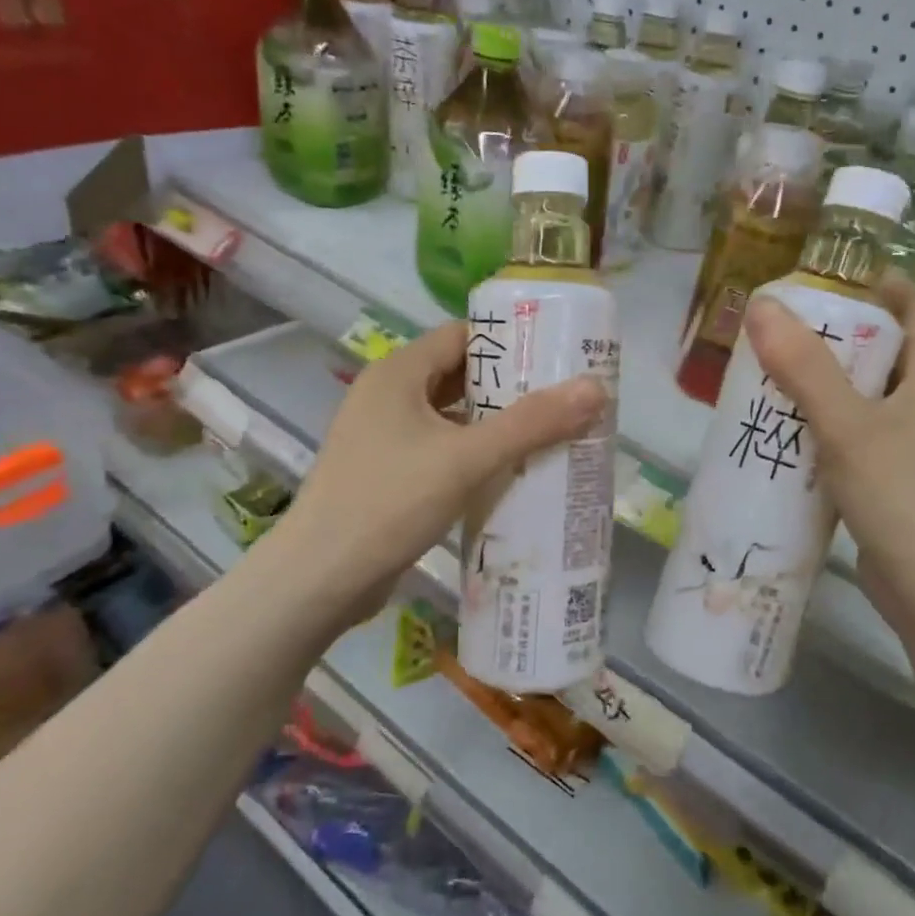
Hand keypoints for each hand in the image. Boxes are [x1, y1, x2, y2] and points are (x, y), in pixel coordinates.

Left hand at [261, 323, 605, 629]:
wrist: (320, 579)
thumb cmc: (389, 502)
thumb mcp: (466, 458)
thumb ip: (531, 423)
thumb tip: (595, 388)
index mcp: (398, 374)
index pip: (462, 336)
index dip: (510, 341)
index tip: (557, 355)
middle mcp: (387, 396)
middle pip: (459, 375)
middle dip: (510, 387)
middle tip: (564, 398)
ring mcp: (383, 437)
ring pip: (451, 417)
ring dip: (494, 425)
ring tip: (549, 434)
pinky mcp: (387, 474)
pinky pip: (440, 450)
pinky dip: (474, 455)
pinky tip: (510, 474)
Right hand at [743, 274, 914, 643]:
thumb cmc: (901, 496)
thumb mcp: (848, 425)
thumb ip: (804, 367)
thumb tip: (762, 305)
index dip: (881, 284)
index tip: (827, 278)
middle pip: (886, 350)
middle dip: (836, 336)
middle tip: (780, 329)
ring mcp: (914, 446)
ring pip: (866, 397)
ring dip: (824, 385)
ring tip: (771, 377)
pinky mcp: (895, 481)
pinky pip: (857, 436)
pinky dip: (824, 427)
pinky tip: (785, 436)